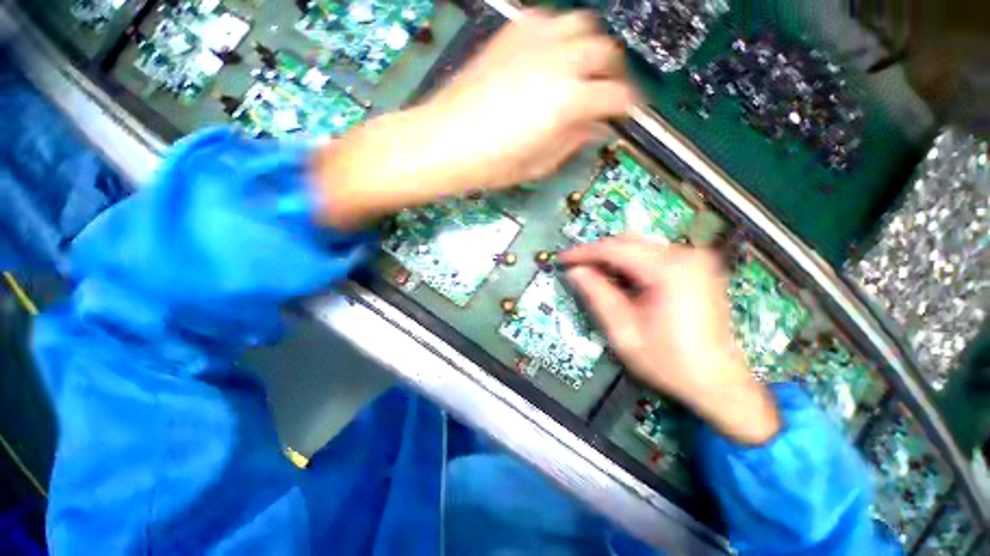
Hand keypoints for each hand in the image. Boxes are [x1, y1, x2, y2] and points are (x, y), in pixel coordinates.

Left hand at [313, 10, 636, 228]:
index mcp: (568, 101)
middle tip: (606, 91)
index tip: (625, 113)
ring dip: (590, 48)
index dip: (627, 107)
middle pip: (606, 52)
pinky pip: (549, 20)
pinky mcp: (511, 33)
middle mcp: (558, 61)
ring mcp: (534, 41)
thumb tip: (594, 128)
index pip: (617, 96)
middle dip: (613, 73)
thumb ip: (573, 142)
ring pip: (582, 26)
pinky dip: (559, 36)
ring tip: (581, 69)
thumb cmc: (491, 163)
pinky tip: (551, 56)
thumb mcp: (539, 165)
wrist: (445, 142)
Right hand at [560, 236, 780, 444]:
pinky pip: (654, 255)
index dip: (584, 253)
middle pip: (629, 242)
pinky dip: (632, 263)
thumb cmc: (668, 361)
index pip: (615, 249)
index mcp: (669, 271)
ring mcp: (695, 260)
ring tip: (595, 274)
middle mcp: (686, 256)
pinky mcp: (697, 268)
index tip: (563, 259)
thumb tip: (576, 271)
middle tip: (577, 268)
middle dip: (598, 254)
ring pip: (640, 247)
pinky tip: (621, 279)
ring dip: (614, 258)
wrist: (718, 381)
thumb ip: (597, 295)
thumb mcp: (623, 331)